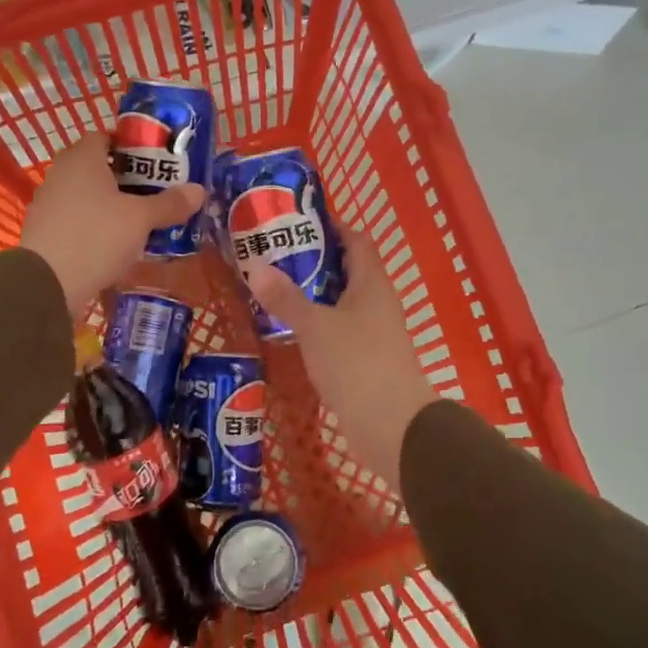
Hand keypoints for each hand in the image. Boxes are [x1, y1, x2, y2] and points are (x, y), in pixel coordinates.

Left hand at [20, 133, 203, 315]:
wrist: (47, 284)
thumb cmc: (97, 237)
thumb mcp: (141, 220)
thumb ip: (169, 203)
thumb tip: (198, 190)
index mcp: (82, 159)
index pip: (104, 137)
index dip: (130, 146)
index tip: (154, 163)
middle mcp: (61, 174)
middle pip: (97, 167)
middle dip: (125, 178)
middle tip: (154, 193)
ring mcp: (48, 204)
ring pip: (86, 195)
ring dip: (110, 204)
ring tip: (139, 221)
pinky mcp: (44, 232)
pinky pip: (76, 220)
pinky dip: (95, 226)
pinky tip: (114, 244)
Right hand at [249, 228, 435, 485]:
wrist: (392, 425)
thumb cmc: (356, 363)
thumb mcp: (314, 326)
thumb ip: (285, 297)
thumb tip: (255, 264)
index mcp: (372, 283)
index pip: (356, 240)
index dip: (331, 226)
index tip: (296, 222)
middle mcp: (378, 302)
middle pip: (348, 270)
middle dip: (314, 260)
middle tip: (274, 255)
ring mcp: (376, 332)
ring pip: (343, 302)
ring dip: (314, 295)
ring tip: (275, 288)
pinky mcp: (369, 360)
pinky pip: (342, 330)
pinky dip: (319, 324)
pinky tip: (293, 331)